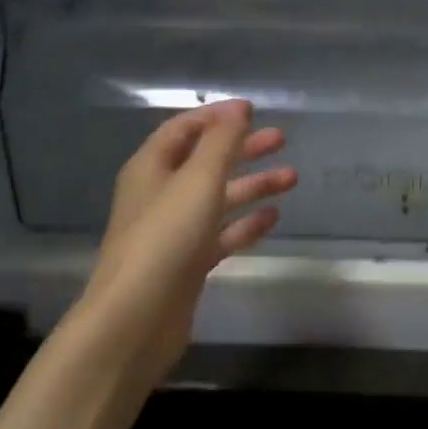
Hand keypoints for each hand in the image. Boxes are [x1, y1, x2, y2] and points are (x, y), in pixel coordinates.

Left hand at [75, 100, 295, 390]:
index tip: (252, 110)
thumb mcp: (198, 180)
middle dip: (242, 148)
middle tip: (281, 140)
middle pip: (205, 161)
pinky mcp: (188, 263)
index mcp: (152, 167)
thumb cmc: (165, 238)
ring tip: (292, 178)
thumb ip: (222, 142)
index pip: (184, 128)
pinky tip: (273, 218)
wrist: (135, 320)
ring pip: (218, 198)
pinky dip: (245, 223)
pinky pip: (221, 234)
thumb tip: (239, 108)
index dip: (216, 117)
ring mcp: (174, 231)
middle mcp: (160, 194)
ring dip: (252, 185)